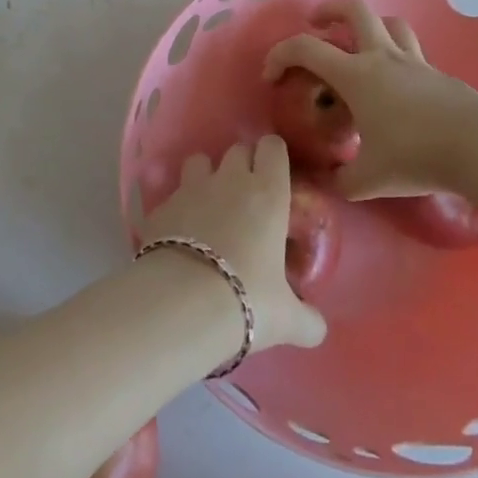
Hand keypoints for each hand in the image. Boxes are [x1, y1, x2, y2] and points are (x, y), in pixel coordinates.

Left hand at [138, 136, 326, 352]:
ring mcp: (191, 188)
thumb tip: (318, 330)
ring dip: (206, 175)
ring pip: (200, 161)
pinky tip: (179, 234)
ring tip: (209, 206)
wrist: (181, 304)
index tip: (275, 177)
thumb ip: (307, 320)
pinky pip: (172, 194)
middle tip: (247, 198)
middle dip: (243, 165)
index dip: (273, 157)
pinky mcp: (160, 206)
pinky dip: (178, 207)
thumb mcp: (287, 319)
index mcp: (268, 193)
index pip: (273, 147)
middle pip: (238, 150)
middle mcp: (230, 180)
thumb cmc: (247, 300)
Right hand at [263, 0, 477, 199]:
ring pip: (389, 22)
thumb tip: (330, 184)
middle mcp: (382, 57)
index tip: (271, 76)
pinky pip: (412, 51)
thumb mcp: (369, 180)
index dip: (280, 54)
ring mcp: (414, 61)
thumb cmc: (416, 156)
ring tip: (360, 46)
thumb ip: (342, 181)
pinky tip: (397, 87)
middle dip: (329, 10)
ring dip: (370, 26)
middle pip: (354, 9)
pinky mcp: (439, 74)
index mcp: (356, 75)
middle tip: (319, 25)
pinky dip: (397, 57)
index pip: (306, 48)